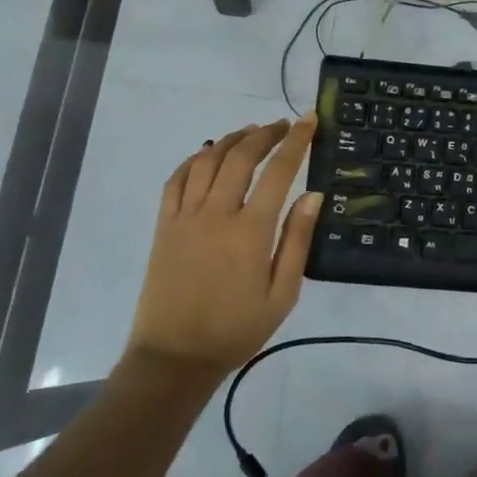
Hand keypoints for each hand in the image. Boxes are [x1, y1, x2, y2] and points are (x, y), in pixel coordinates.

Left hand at [126, 116, 321, 376]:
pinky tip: (209, 154)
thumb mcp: (282, 294)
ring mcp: (185, 217)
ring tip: (251, 132)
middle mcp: (216, 214)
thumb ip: (297, 241)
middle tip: (283, 124)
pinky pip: (177, 179)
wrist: (175, 357)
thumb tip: (312, 195)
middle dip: (265, 134)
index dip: (296, 141)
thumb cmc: (236, 330)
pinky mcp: (164, 225)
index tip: (309, 120)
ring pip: (208, 160)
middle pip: (241, 157)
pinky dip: (195, 159)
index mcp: (250, 232)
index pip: (278, 172)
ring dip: (232, 140)